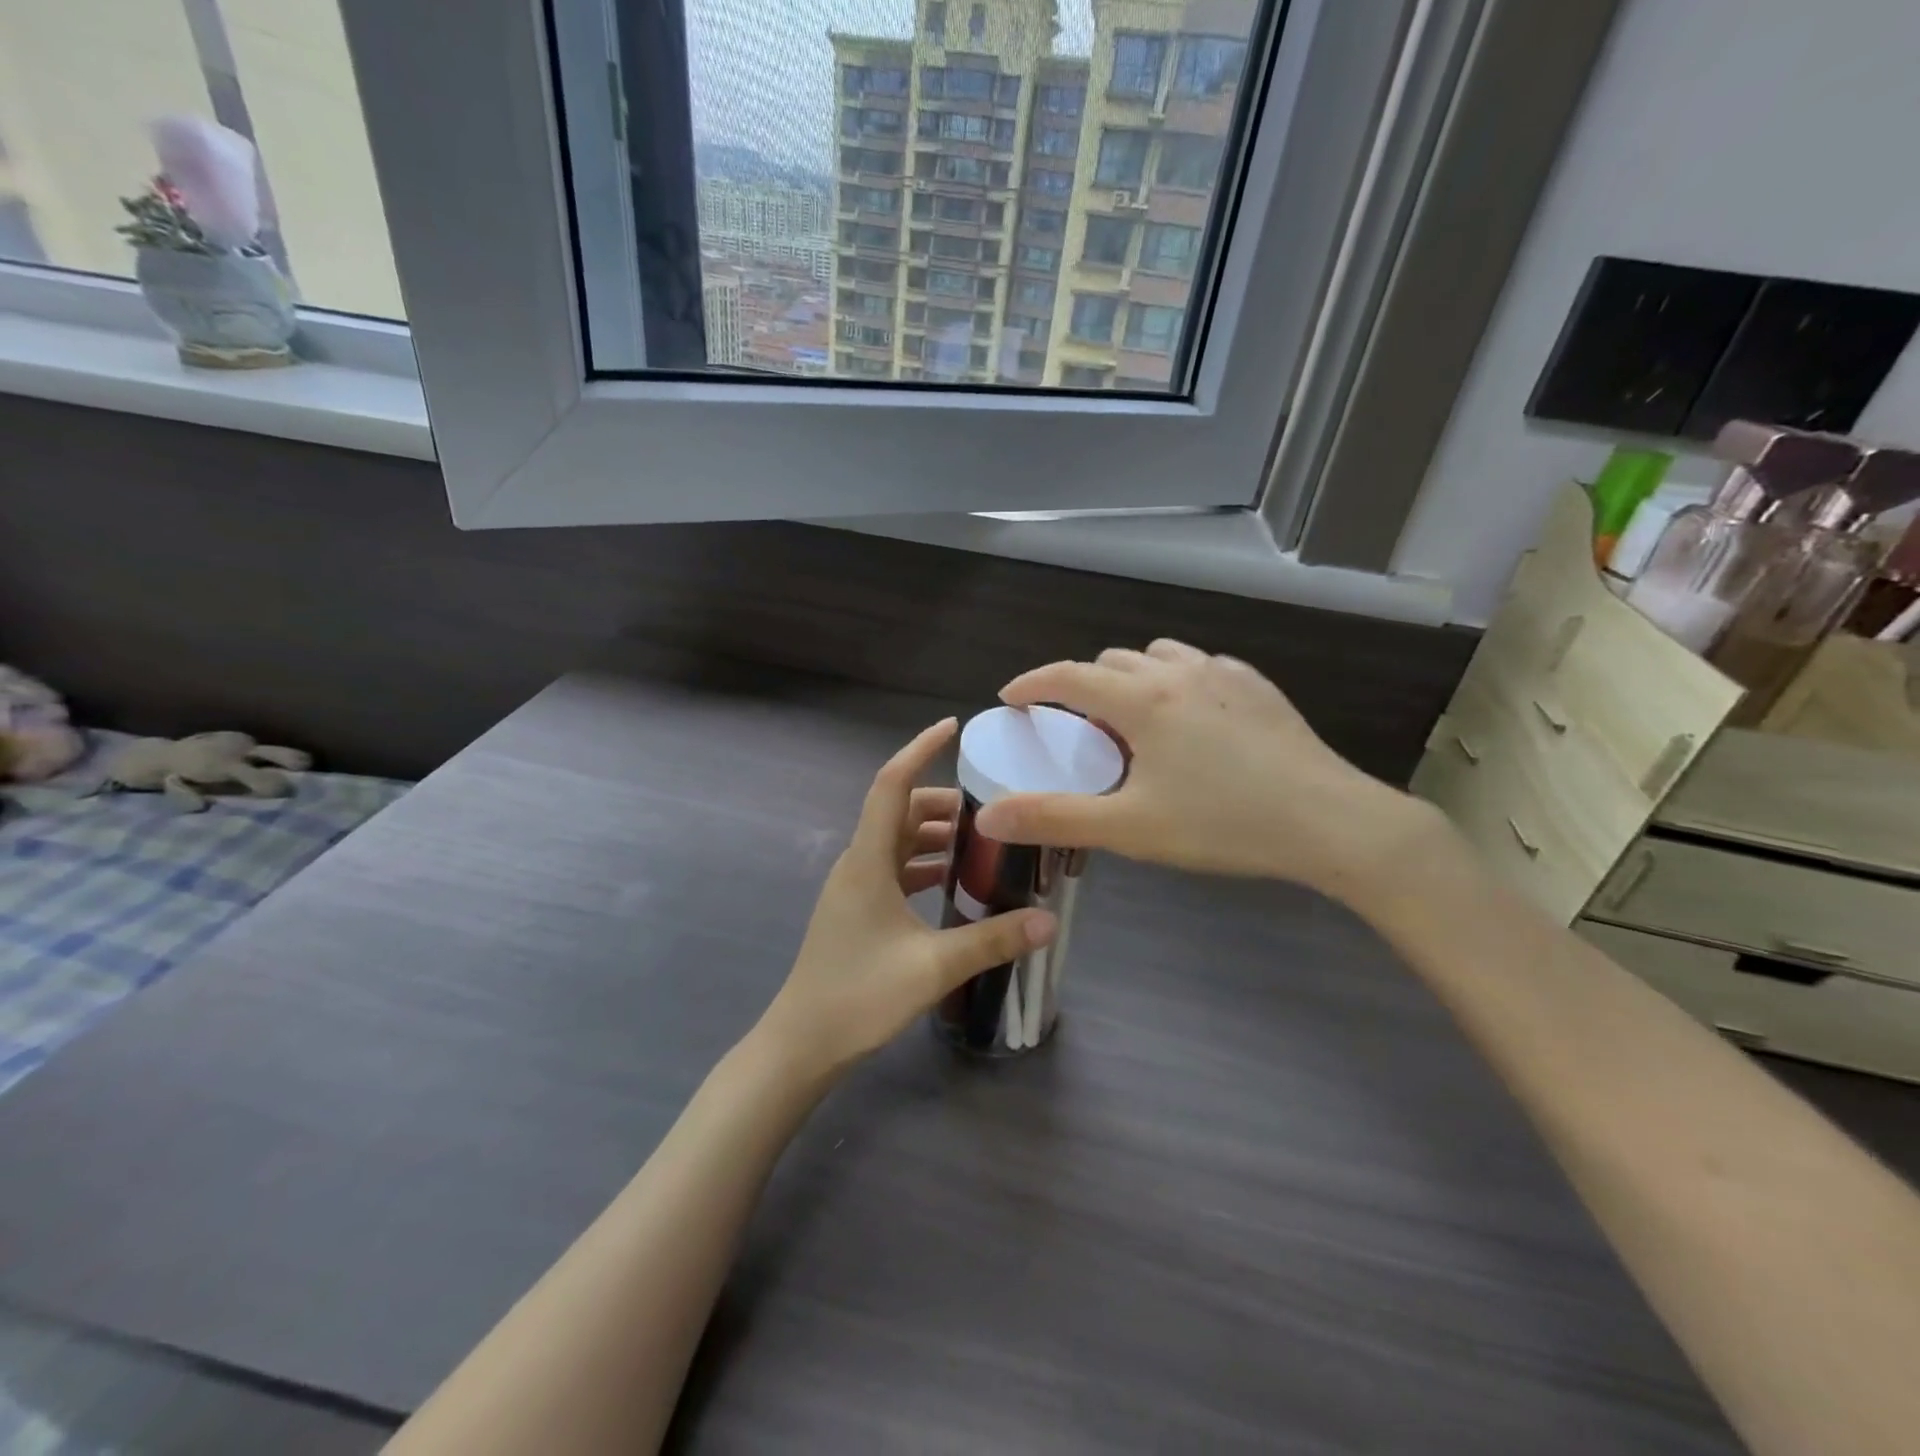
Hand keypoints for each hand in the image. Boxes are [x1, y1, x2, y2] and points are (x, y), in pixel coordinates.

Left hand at [756, 719, 1056, 1080]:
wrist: (802, 1043)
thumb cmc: (859, 995)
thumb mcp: (933, 967)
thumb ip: (992, 940)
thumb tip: (1049, 921)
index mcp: (868, 860)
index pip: (892, 784)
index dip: (919, 750)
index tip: (952, 728)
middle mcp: (858, 863)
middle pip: (900, 811)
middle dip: (942, 801)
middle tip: (991, 805)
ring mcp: (855, 887)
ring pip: (898, 841)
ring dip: (934, 834)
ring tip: (982, 840)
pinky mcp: (858, 909)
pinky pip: (894, 869)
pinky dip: (924, 864)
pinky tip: (955, 882)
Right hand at [974, 640, 1437, 903]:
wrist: (1330, 822)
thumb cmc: (1222, 824)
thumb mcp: (1130, 828)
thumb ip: (1055, 817)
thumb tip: (990, 816)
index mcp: (1141, 700)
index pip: (1067, 676)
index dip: (1031, 684)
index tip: (1010, 699)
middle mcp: (1178, 671)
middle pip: (1110, 661)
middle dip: (1082, 685)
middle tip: (1077, 728)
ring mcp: (1223, 673)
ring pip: (1158, 655)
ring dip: (1131, 677)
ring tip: (1133, 719)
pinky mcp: (1257, 686)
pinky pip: (1200, 665)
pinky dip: (1176, 680)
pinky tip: (1191, 719)